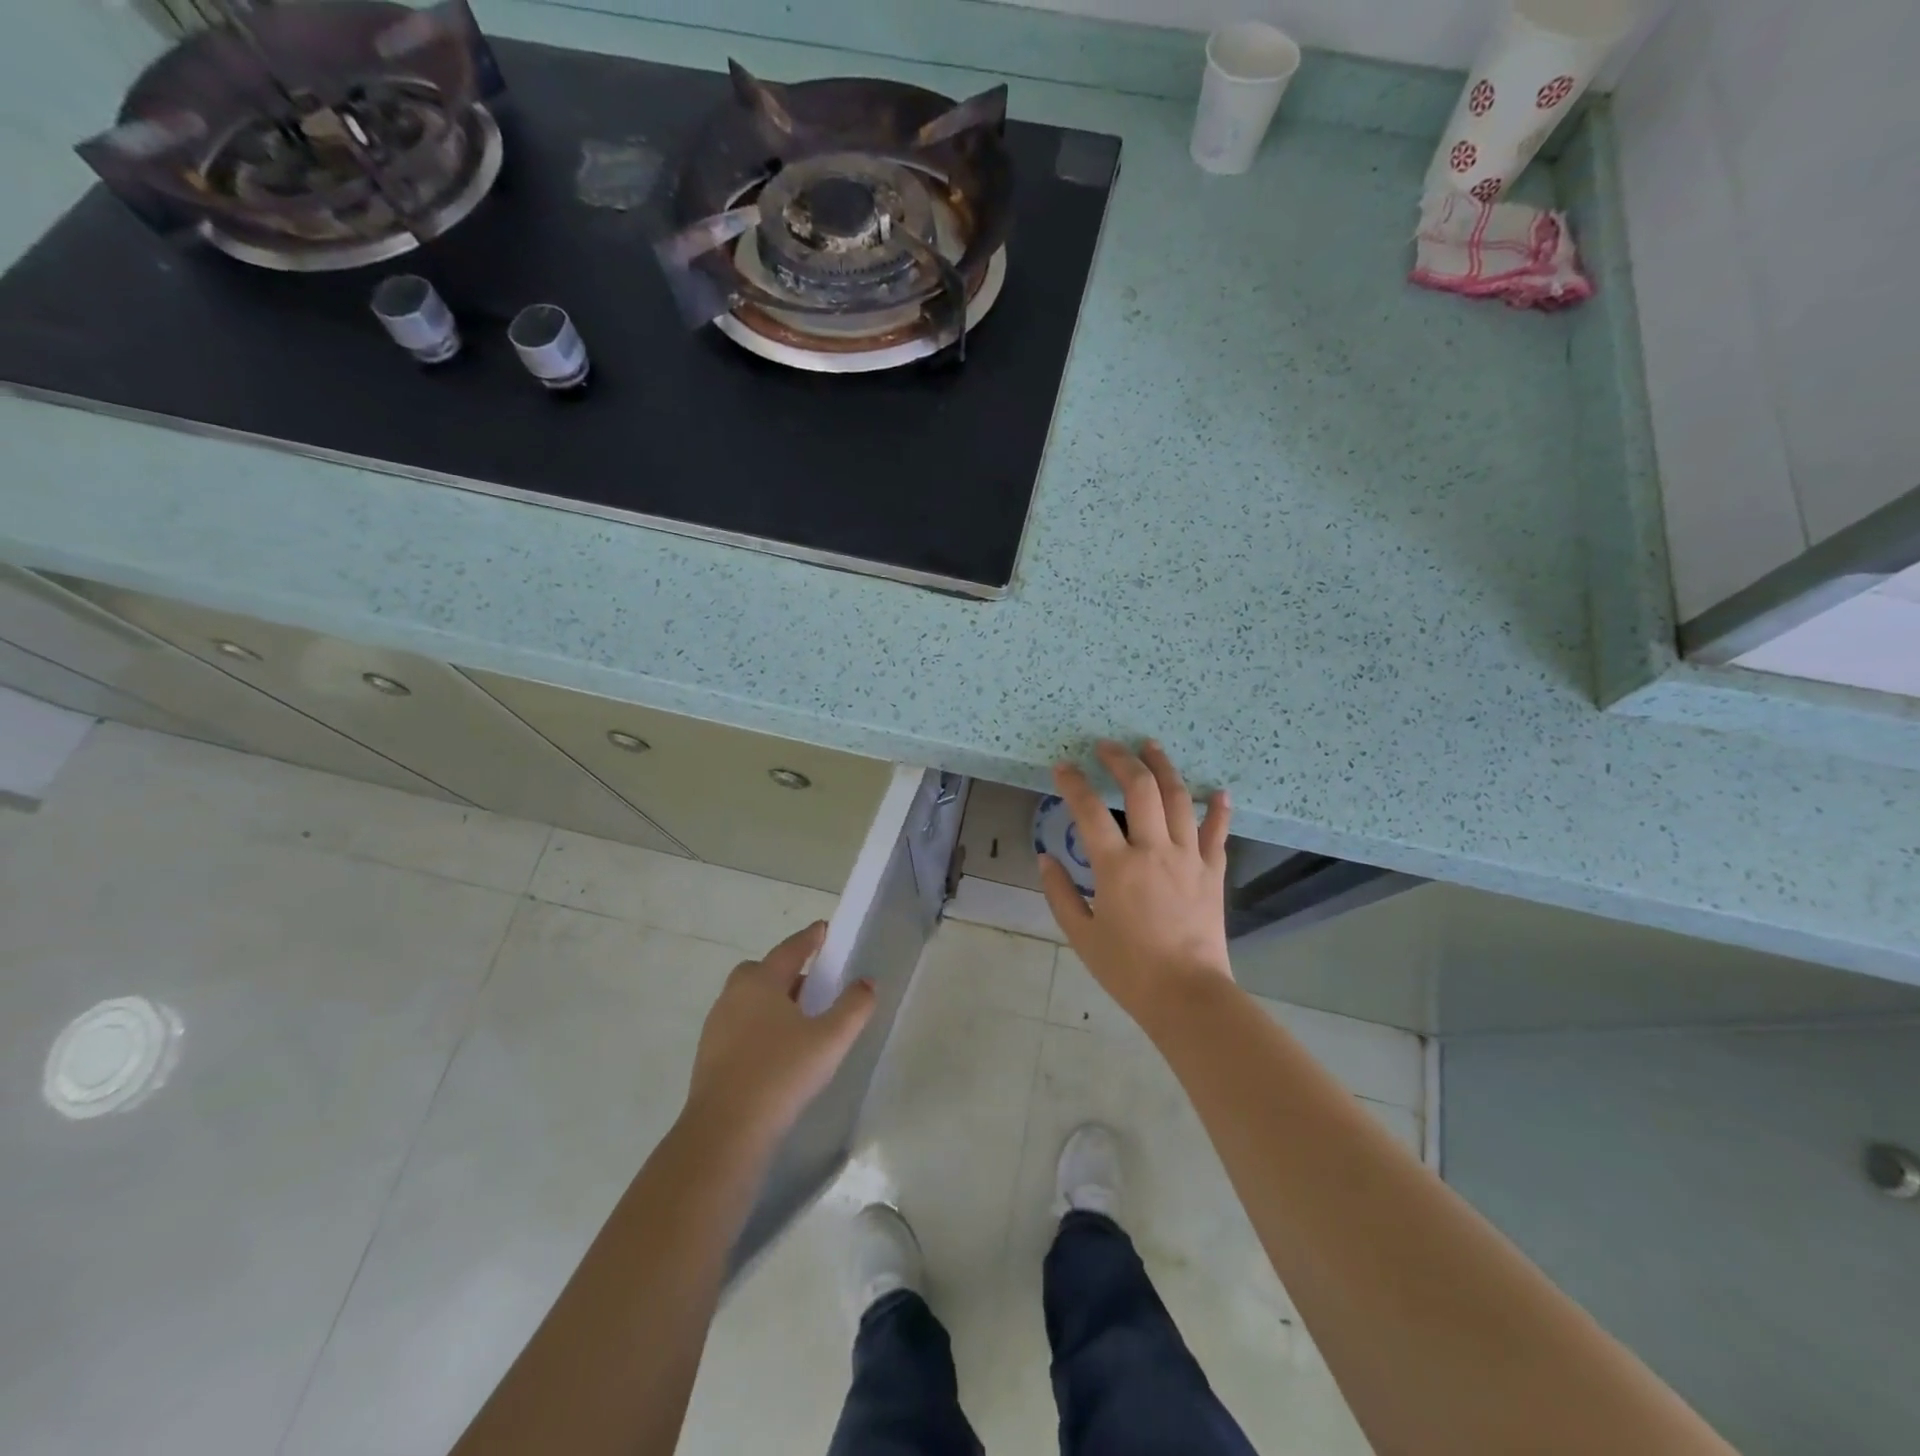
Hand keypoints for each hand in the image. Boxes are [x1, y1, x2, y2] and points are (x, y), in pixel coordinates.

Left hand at [683, 921, 875, 1145]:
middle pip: (763, 971)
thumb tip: (867, 982)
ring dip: (773, 1001)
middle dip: (788, 971)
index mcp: (761, 982)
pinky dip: (760, 1027)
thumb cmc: (781, 1074)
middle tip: (815, 984)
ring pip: (749, 1000)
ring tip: (801, 1021)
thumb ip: (853, 1007)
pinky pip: (740, 1027)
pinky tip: (778, 1052)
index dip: (810, 938)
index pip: (790, 949)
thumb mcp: (830, 1040)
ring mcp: (717, 1027)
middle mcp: (734, 996)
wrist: (725, 1132)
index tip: (824, 929)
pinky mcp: (709, 1057)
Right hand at [1039, 741, 1234, 1032]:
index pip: (1089, 810)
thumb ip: (1060, 893)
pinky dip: (1219, 810)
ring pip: (1179, 799)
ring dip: (1164, 767)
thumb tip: (1044, 857)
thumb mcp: (1081, 935)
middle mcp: (1154, 851)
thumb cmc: (1128, 970)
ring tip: (1151, 746)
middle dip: (1121, 760)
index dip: (1073, 783)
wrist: (1187, 996)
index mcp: (1116, 867)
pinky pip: (1217, 833)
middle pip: (1141, 789)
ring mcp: (1188, 858)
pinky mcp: (1213, 872)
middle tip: (1107, 746)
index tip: (1063, 767)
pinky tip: (1219, 791)